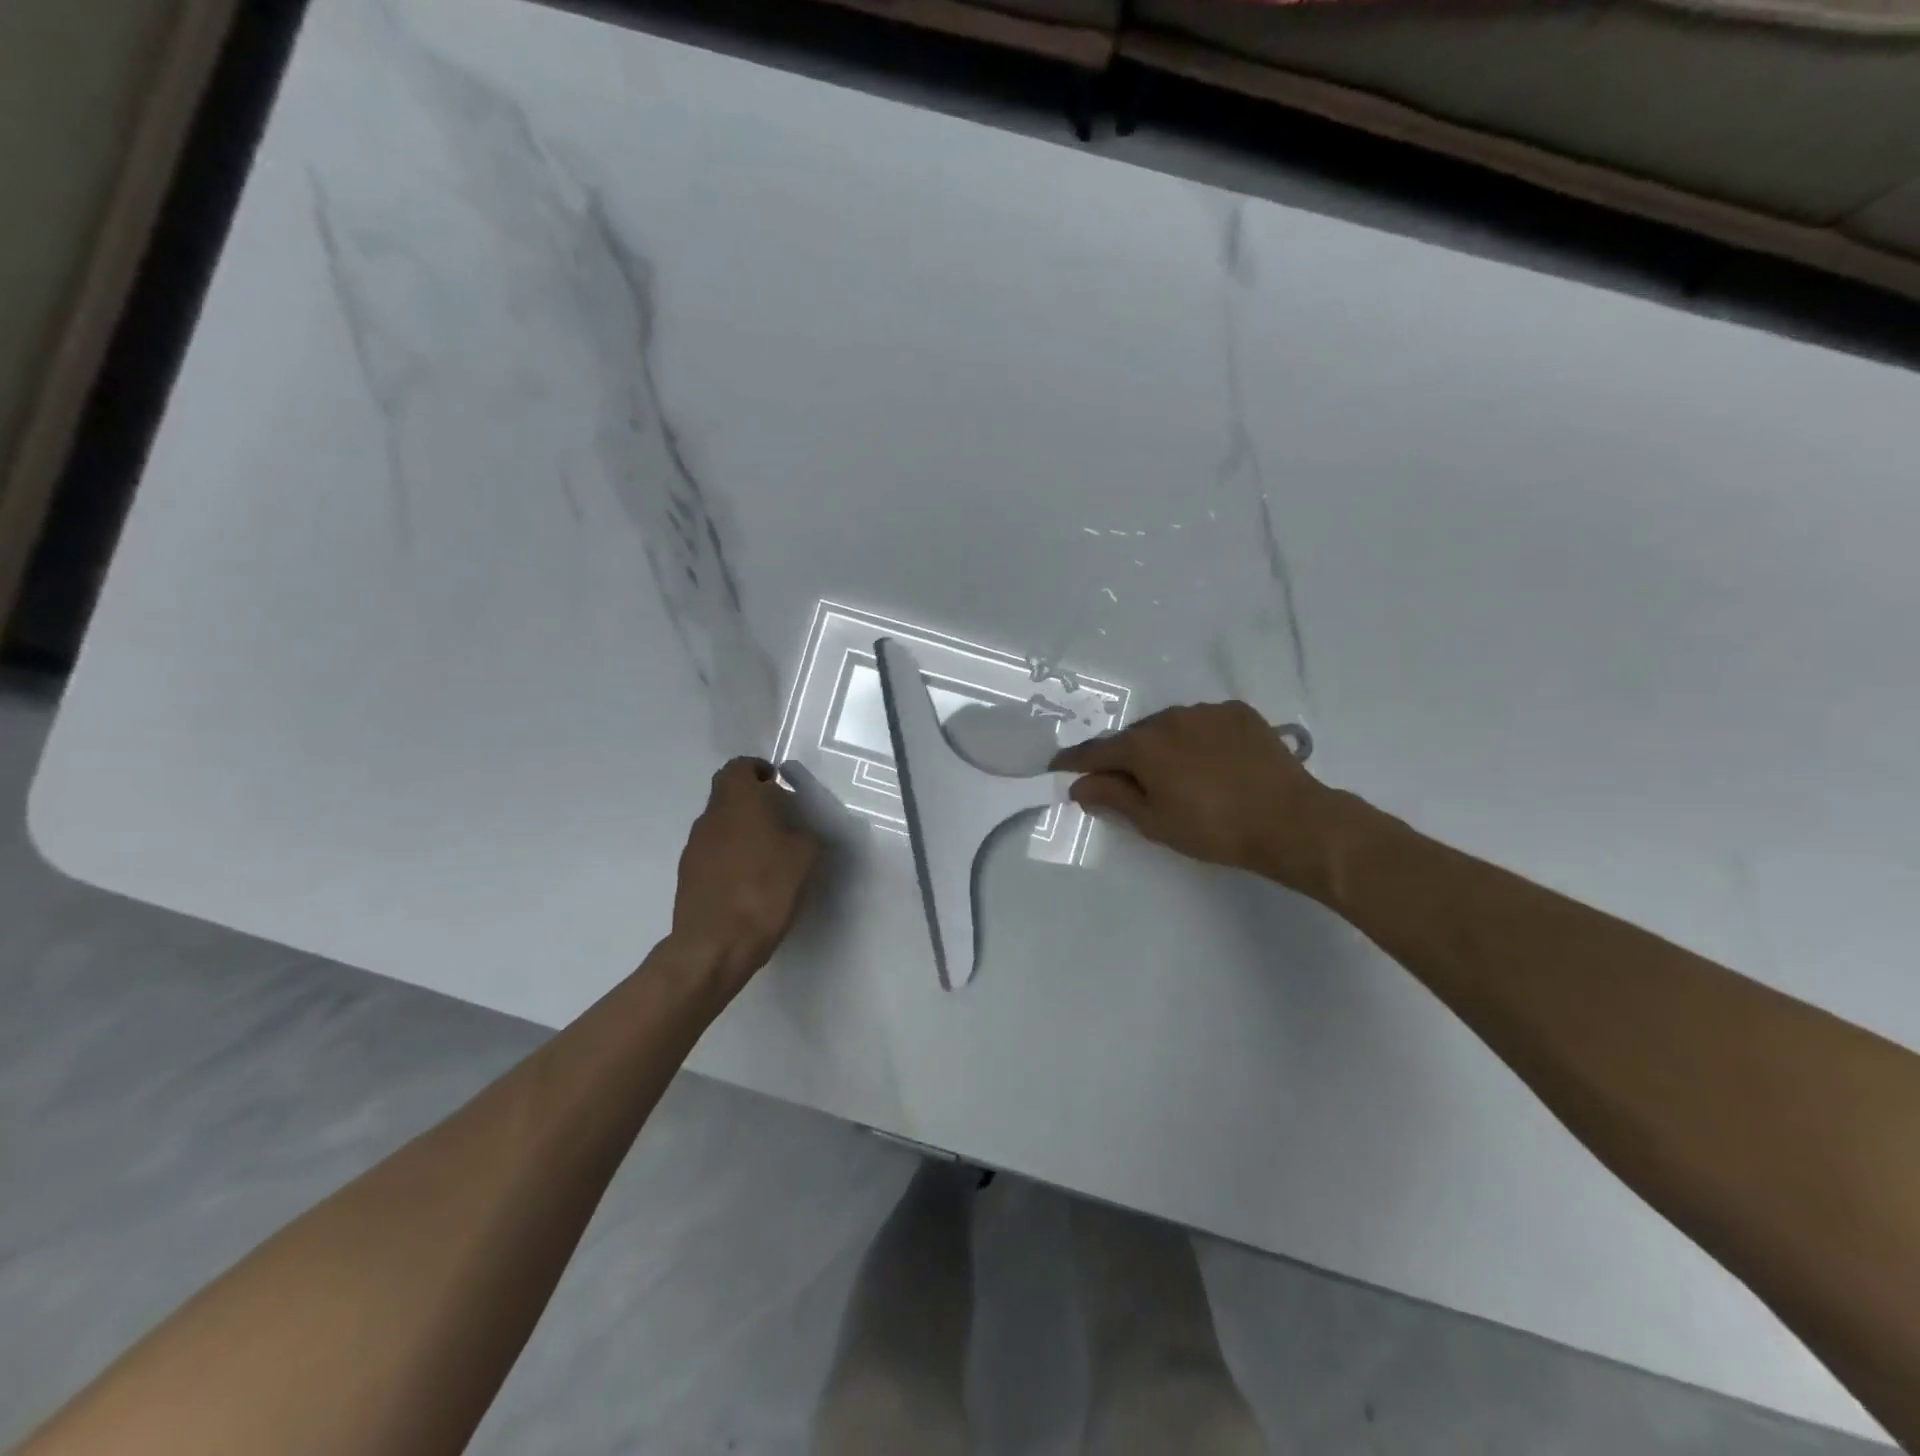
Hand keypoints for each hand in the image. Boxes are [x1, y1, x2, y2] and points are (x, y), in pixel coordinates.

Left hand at [670, 758, 820, 994]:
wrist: (715, 945)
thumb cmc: (764, 890)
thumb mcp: (805, 858)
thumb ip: (806, 834)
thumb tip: (801, 831)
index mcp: (738, 801)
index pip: (740, 767)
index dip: (759, 771)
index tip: (779, 785)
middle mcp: (710, 816)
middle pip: (728, 794)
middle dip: (753, 800)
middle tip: (781, 818)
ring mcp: (694, 847)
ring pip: (720, 824)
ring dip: (742, 829)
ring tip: (769, 854)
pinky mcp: (687, 875)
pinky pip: (713, 852)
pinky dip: (731, 855)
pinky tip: (750, 880)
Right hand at [1050, 701, 1341, 891]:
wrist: (1289, 820)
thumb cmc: (1213, 828)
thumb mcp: (1154, 821)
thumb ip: (1113, 797)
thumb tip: (1079, 784)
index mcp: (1143, 745)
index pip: (1096, 752)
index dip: (1074, 762)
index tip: (1057, 768)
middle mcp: (1169, 717)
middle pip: (1133, 737)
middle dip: (1123, 757)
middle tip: (1125, 783)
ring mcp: (1206, 711)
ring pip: (1168, 727)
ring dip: (1160, 746)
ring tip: (1173, 774)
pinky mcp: (1238, 713)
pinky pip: (1202, 723)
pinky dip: (1195, 740)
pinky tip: (1209, 762)